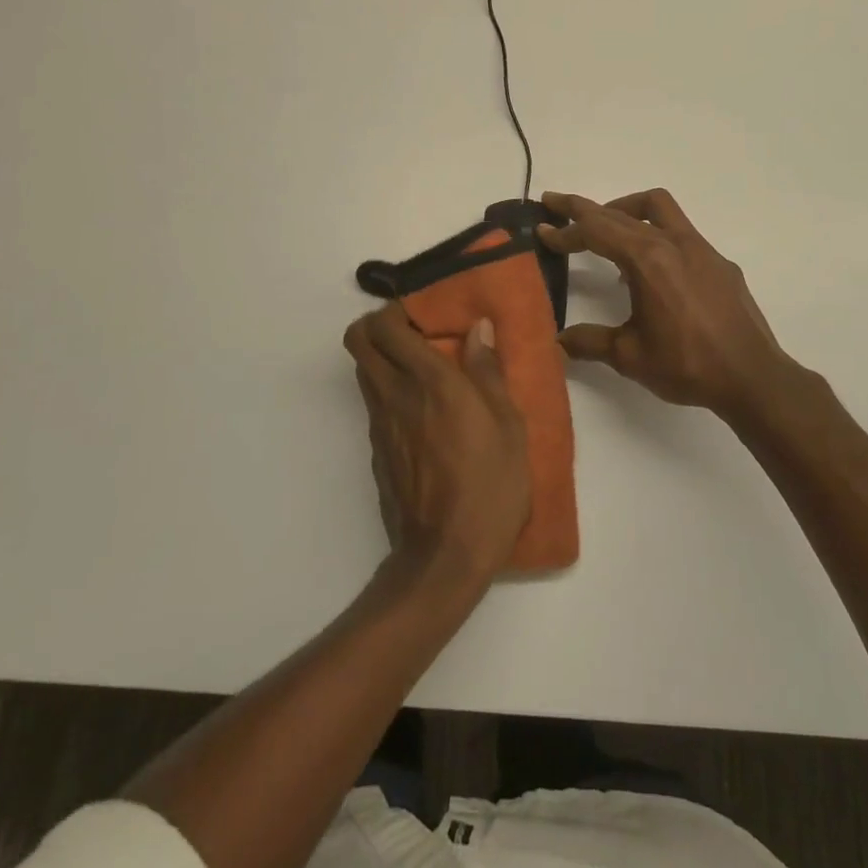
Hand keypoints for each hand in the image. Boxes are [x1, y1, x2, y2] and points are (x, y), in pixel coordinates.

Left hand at [342, 304, 531, 589]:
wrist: (444, 556)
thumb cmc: (489, 486)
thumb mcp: (509, 427)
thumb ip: (489, 372)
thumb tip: (478, 328)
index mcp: (430, 382)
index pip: (385, 327)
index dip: (394, 311)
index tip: (422, 315)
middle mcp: (395, 395)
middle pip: (358, 341)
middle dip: (377, 326)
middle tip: (414, 334)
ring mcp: (380, 425)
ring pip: (363, 371)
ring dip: (382, 359)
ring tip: (421, 370)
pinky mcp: (376, 452)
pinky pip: (374, 404)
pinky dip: (388, 393)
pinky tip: (422, 415)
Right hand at [539, 189, 799, 418]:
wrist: (753, 377)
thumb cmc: (687, 365)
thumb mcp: (629, 356)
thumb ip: (590, 342)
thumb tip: (559, 340)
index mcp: (647, 260)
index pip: (596, 231)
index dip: (565, 229)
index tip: (542, 230)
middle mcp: (673, 243)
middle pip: (620, 211)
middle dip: (584, 208)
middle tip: (555, 204)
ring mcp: (700, 249)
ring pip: (657, 207)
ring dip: (624, 209)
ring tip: (605, 228)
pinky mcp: (718, 262)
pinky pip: (679, 232)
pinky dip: (653, 234)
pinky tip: (649, 270)